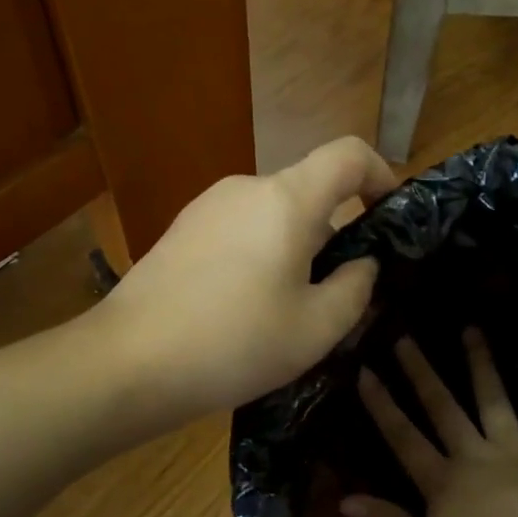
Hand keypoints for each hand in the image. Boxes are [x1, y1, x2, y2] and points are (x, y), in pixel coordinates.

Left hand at [97, 136, 398, 419]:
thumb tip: (362, 262)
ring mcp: (207, 207)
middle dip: (335, 236)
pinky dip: (260, 256)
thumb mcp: (316, 328)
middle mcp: (246, 188)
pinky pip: (240, 230)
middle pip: (310, 193)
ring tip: (287, 313)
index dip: (381, 174)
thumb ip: (355, 287)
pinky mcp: (181, 230)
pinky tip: (244, 310)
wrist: (127, 362)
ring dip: (295, 251)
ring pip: (274, 216)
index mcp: (287, 200)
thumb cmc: (234, 343)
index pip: (349, 154)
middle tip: (337, 296)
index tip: (390, 216)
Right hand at [342, 328, 517, 516]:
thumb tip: (343, 500)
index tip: (365, 371)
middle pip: (443, 408)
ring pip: (493, 400)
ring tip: (471, 330)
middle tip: (406, 338)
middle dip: (422, 373)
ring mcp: (516, 451)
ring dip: (481, 364)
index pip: (403, 438)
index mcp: (442, 482)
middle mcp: (474, 456)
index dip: (382, 405)